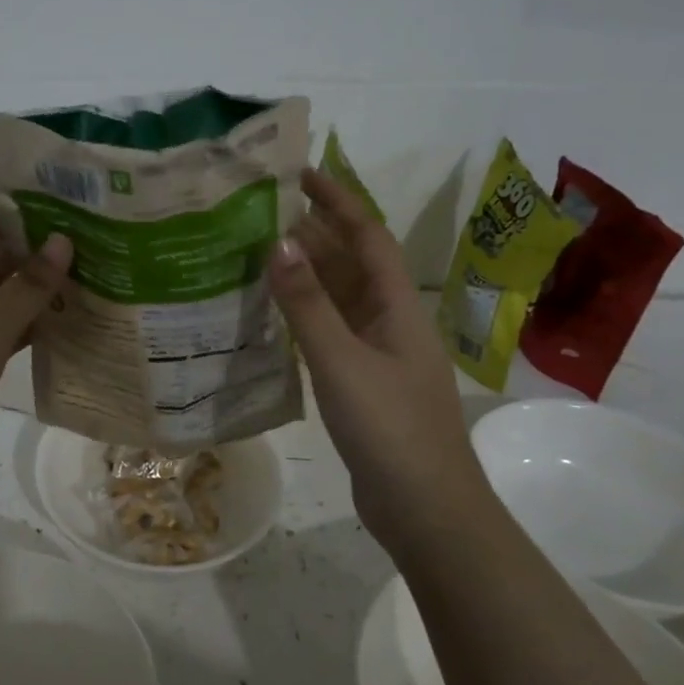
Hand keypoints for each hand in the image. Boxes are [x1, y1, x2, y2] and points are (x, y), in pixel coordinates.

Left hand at [0, 210, 72, 484]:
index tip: (74, 202)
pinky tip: (78, 318)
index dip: (28, 209)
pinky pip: (14, 324)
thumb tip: (64, 240)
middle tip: (98, 238)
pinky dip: (40, 320)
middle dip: (45, 247)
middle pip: (4, 254)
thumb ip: (27, 286)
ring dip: (47, 284)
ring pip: (12, 291)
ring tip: (97, 271)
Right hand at [269, 168, 484, 535]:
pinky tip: (272, 317)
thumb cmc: (390, 429)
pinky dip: (304, 316)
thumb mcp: (342, 361)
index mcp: (397, 306)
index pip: (367, 236)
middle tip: (260, 214)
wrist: (426, 510)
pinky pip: (331, 333)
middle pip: (352, 263)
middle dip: (314, 234)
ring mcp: (378, 354)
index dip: (337, 201)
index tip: (301, 174)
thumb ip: (308, 304)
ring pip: (339, 299)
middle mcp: (390, 321)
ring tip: (257, 255)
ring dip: (306, 275)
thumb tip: (278, 243)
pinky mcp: (363, 383)